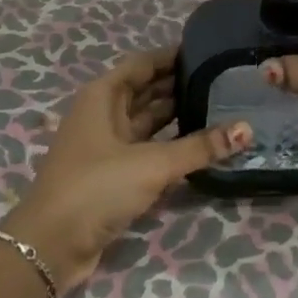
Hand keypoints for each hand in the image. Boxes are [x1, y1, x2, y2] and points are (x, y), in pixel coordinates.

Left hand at [1, 47, 249, 293]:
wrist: (51, 246)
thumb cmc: (97, 187)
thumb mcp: (152, 164)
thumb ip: (200, 147)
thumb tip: (247, 129)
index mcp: (104, 95)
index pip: (143, 63)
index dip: (172, 55)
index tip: (209, 51)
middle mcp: (103, 113)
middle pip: (146, 90)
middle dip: (180, 84)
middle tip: (223, 80)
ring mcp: (106, 144)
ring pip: (148, 120)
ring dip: (177, 115)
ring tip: (219, 107)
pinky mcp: (112, 173)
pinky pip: (147, 148)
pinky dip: (170, 144)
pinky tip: (199, 144)